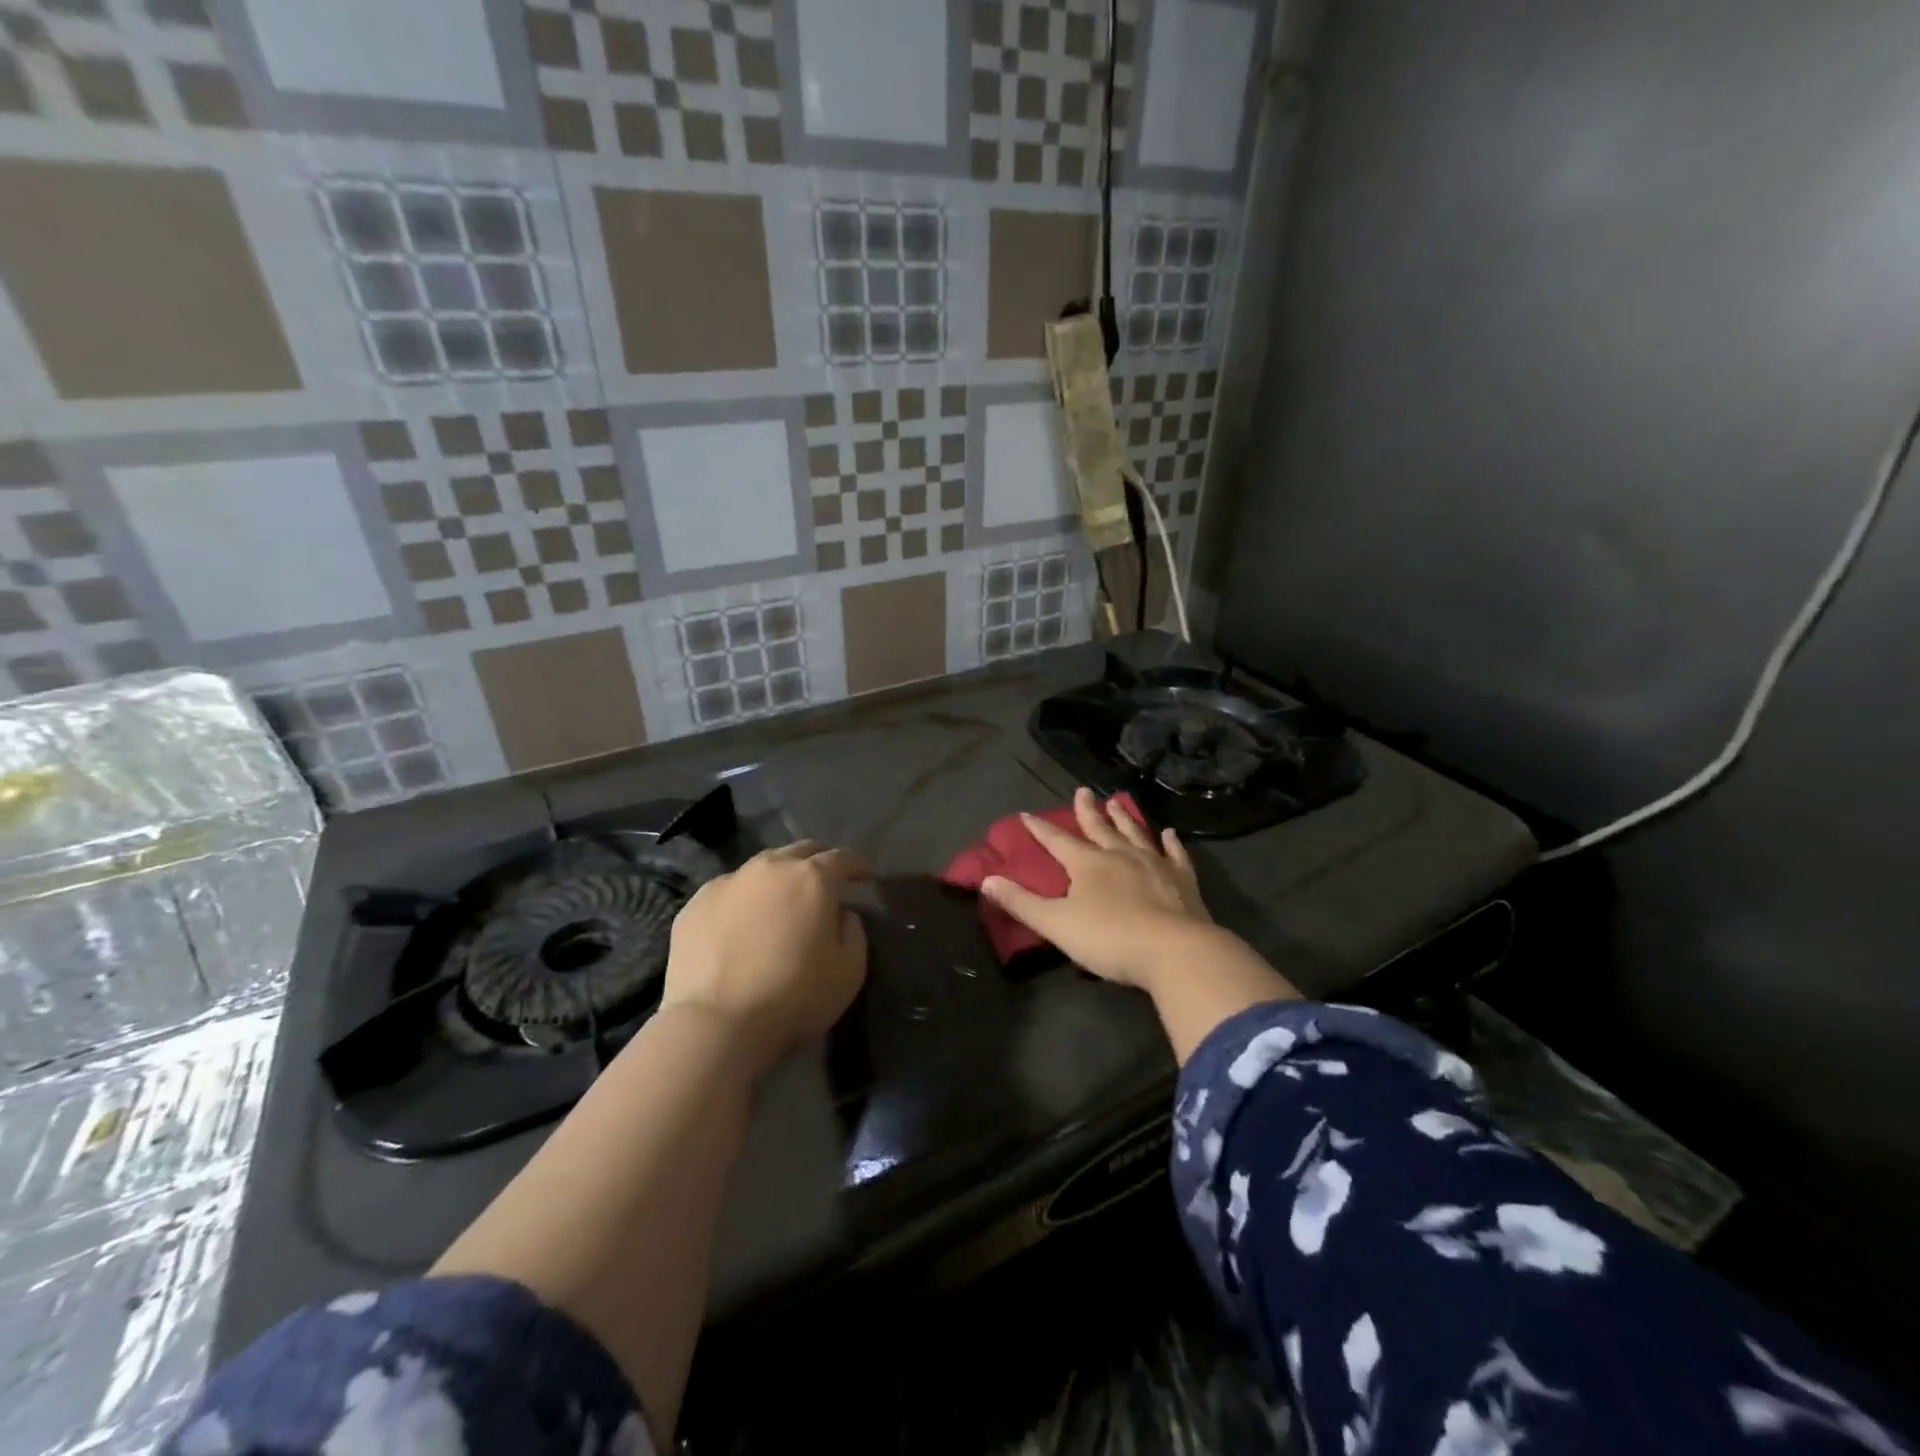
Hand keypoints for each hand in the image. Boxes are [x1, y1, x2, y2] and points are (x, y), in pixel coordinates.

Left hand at [660, 841, 869, 1076]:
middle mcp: (771, 868)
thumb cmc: (794, 997)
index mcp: (813, 878)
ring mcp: (729, 882)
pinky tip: (740, 925)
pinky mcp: (696, 904)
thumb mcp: (850, 971)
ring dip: (778, 878)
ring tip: (780, 903)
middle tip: (824, 884)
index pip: (842, 858)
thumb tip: (842, 914)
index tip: (865, 878)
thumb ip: (854, 932)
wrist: (716, 1024)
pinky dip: (742, 900)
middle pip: (801, 851)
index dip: (857, 866)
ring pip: (762, 867)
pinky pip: (729, 892)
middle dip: (818, 862)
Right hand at [980, 788, 1211, 988]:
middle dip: (1087, 811)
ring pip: (1135, 834)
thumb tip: (987, 880)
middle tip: (1083, 791)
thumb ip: (1021, 903)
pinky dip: (1171, 843)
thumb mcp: (1056, 924)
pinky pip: (1175, 855)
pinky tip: (1169, 833)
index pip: (1057, 841)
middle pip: (1099, 828)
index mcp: (1088, 864)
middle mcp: (1120, 855)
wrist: (1175, 951)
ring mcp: (1154, 864)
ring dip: (1124, 819)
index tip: (1027, 814)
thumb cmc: (1110, 939)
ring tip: (1116, 803)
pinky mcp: (1182, 880)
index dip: (1040, 829)